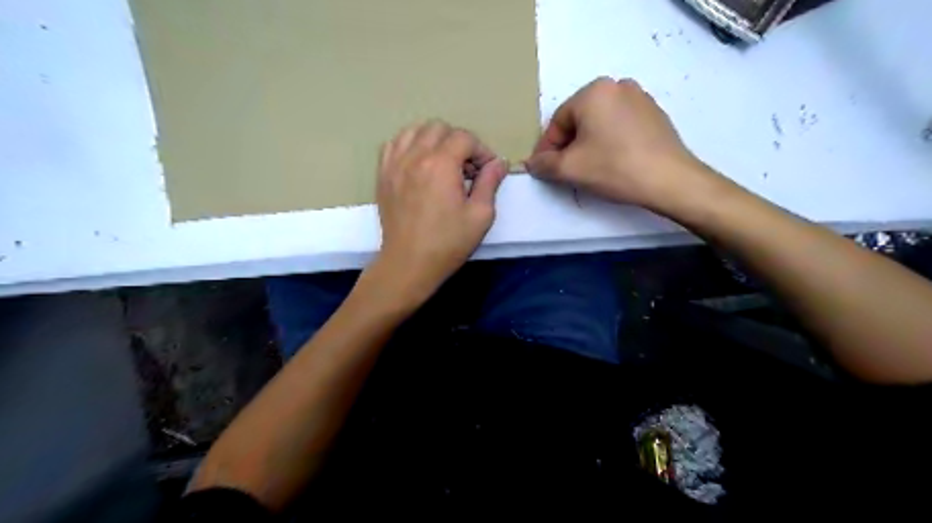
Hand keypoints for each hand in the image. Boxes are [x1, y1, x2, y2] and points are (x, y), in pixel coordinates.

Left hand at [369, 122, 506, 304]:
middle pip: (439, 128)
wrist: (409, 263)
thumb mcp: (480, 215)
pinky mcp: (383, 175)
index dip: (481, 151)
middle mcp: (415, 156)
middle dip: (458, 142)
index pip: (464, 137)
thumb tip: (498, 162)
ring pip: (414, 130)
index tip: (487, 171)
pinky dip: (409, 145)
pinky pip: (393, 144)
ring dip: (433, 140)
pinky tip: (418, 163)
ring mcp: (394, 164)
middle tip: (467, 168)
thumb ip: (490, 183)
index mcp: (441, 164)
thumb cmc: (448, 242)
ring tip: (443, 162)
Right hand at [523, 77, 707, 209]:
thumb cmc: (614, 168)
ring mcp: (640, 97)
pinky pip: (620, 125)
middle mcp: (617, 85)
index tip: (543, 169)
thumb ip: (544, 164)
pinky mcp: (655, 113)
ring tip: (589, 168)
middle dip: (568, 145)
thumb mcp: (570, 169)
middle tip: (565, 170)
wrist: (669, 180)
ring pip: (600, 123)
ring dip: (588, 143)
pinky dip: (609, 141)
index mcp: (593, 91)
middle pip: (579, 120)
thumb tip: (532, 163)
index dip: (547, 148)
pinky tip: (612, 162)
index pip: (558, 122)